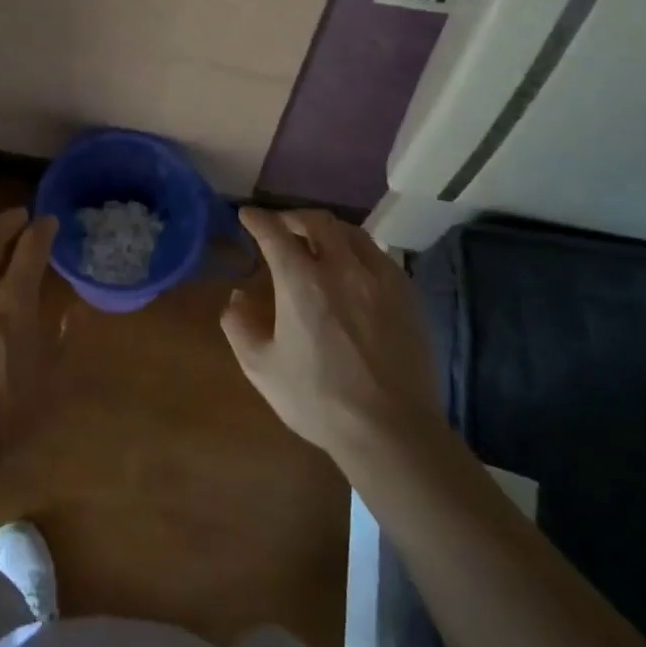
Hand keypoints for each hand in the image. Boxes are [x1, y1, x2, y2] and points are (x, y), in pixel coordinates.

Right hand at [222, 208, 442, 465]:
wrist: (391, 430)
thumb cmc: (318, 400)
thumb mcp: (261, 368)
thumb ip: (239, 326)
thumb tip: (237, 297)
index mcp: (301, 281)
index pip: (274, 233)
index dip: (257, 219)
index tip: (247, 215)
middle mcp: (341, 267)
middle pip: (317, 221)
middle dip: (293, 217)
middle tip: (282, 227)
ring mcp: (379, 278)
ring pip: (351, 233)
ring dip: (328, 230)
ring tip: (318, 243)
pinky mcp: (407, 294)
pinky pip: (378, 256)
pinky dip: (357, 252)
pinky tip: (353, 270)